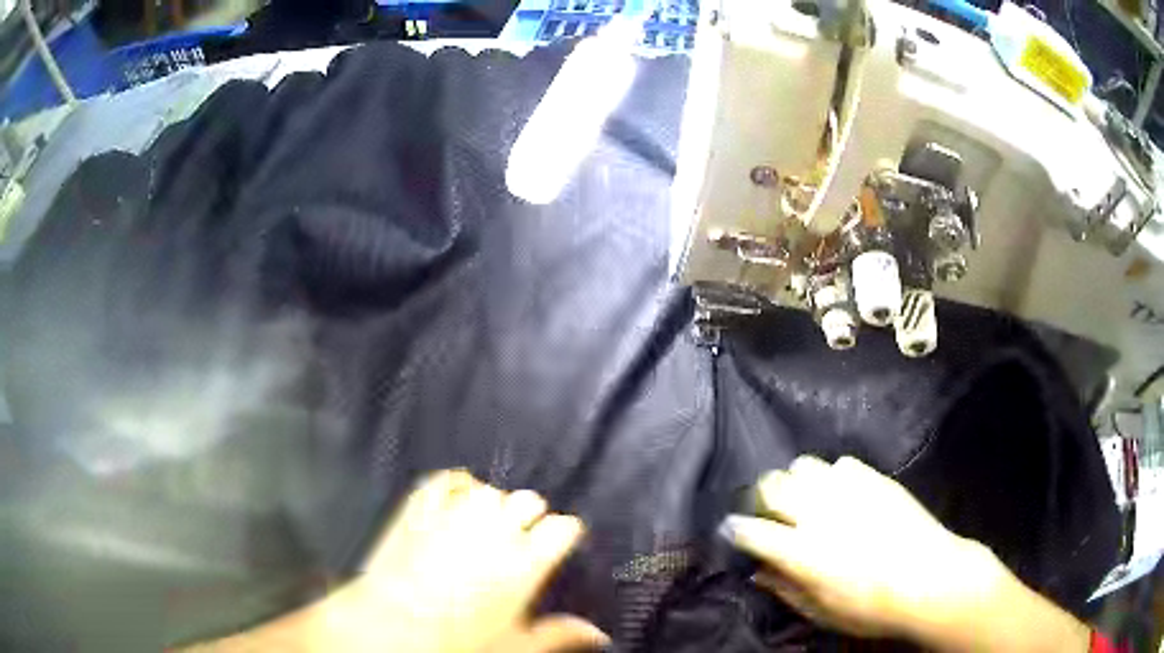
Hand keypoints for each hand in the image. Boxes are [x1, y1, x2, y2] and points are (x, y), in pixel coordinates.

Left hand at [191, 470, 607, 652]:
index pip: (563, 527)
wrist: (388, 629)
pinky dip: (456, 484)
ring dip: (494, 505)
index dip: (563, 533)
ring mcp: (454, 515)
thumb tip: (600, 635)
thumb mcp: (516, 646)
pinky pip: (446, 480)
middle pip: (529, 500)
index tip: (559, 542)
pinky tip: (458, 497)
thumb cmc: (457, 643)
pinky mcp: (420, 508)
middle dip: (530, 516)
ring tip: (486, 525)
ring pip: (490, 490)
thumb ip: (560, 635)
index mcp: (524, 563)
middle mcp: (494, 530)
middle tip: (519, 539)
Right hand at [720, 456, 1089, 651]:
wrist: (931, 579)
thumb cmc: (872, 608)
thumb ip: (785, 589)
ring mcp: (850, 491)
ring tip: (803, 497)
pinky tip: (841, 492)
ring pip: (804, 464)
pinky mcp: (876, 479)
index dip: (735, 529)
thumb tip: (758, 570)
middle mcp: (820, 514)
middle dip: (760, 495)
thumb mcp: (822, 612)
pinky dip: (832, 475)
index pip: (751, 530)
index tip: (731, 530)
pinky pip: (842, 463)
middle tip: (766, 510)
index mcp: (803, 552)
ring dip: (795, 480)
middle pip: (771, 485)